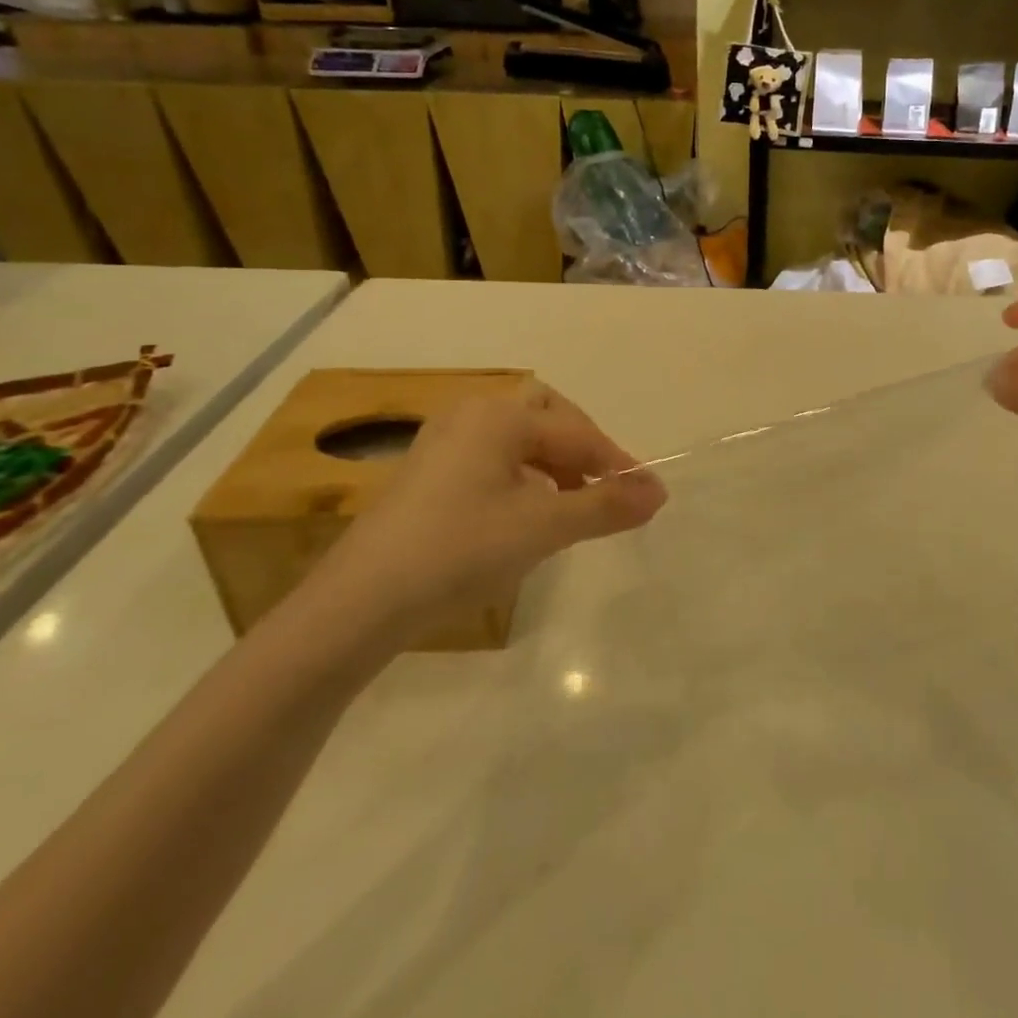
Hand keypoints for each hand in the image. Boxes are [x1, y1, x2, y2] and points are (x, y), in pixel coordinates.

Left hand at [314, 381, 665, 644]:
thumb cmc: (461, 549)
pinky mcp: (426, 473)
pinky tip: (524, 513)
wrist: (360, 602)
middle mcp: (470, 415)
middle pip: (545, 416)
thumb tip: (658, 492)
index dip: (617, 463)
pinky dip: (521, 477)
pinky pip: (491, 459)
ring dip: (553, 464)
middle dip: (581, 448)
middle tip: (603, 486)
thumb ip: (605, 505)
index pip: (577, 431)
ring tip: (570, 505)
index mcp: (499, 416)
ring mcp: (442, 442)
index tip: (646, 495)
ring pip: (517, 439)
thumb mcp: (543, 527)